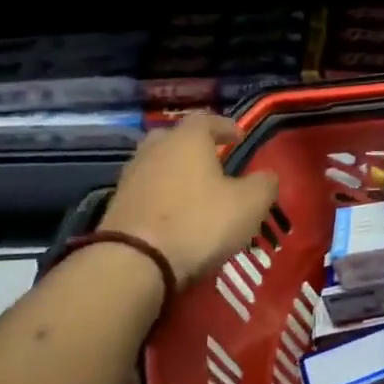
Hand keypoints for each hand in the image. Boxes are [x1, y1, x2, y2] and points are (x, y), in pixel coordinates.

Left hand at [99, 113, 278, 286]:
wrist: (133, 264)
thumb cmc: (199, 223)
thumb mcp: (250, 204)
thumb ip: (264, 184)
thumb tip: (266, 176)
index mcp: (188, 139)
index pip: (207, 119)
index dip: (226, 126)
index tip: (240, 138)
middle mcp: (155, 150)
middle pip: (175, 138)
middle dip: (194, 147)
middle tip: (213, 161)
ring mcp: (131, 177)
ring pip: (158, 165)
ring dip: (176, 174)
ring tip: (196, 192)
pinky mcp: (117, 206)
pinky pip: (146, 191)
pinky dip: (162, 197)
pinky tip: (175, 215)